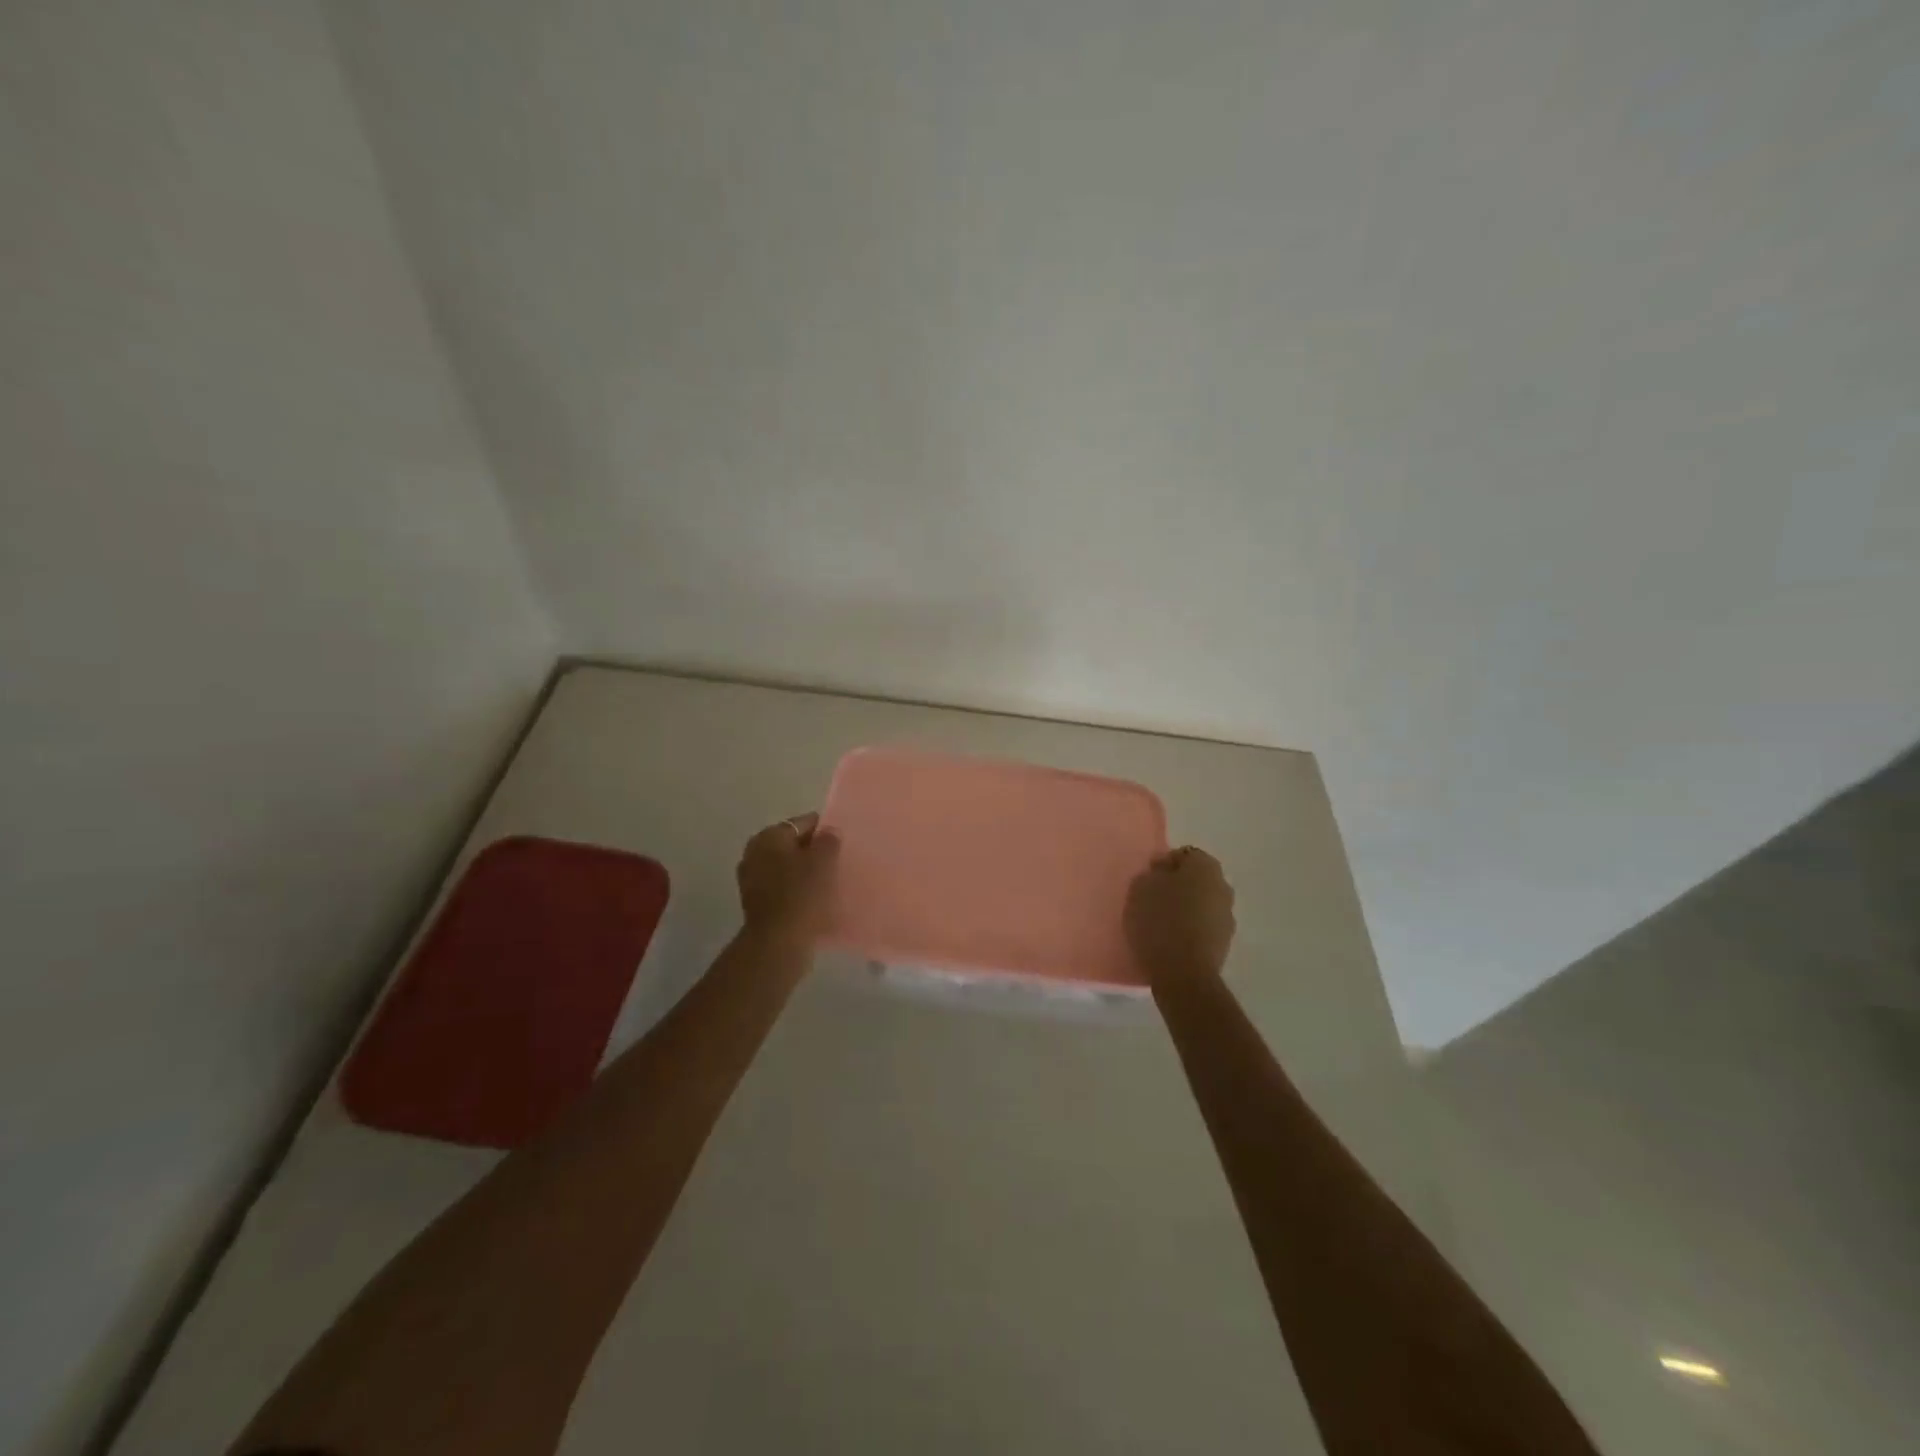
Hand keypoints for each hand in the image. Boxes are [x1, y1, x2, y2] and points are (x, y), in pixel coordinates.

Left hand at [736, 812, 839, 944]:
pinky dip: (795, 890)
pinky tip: (812, 900)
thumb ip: (828, 840)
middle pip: (792, 845)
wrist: (778, 942)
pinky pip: (781, 888)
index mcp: (769, 836)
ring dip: (803, 872)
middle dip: (812, 852)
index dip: (825, 830)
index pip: (804, 823)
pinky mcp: (755, 902)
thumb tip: (829, 831)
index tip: (842, 842)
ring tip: (827, 883)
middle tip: (836, 862)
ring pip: (786, 867)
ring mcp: (751, 878)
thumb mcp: (823, 861)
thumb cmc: (802, 894)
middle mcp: (755, 852)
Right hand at [1126, 846, 1235, 984]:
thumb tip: (1163, 873)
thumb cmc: (1159, 921)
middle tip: (1153, 899)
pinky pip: (1204, 927)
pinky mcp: (1225, 944)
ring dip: (1186, 909)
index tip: (1149, 879)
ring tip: (1161, 923)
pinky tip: (1172, 940)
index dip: (1165, 865)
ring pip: (1202, 904)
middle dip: (1178, 886)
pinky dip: (1191, 929)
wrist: (1183, 973)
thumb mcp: (1140, 887)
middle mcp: (1223, 887)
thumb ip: (1152, 873)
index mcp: (1205, 867)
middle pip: (1197, 880)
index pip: (1185, 855)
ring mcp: (1227, 917)